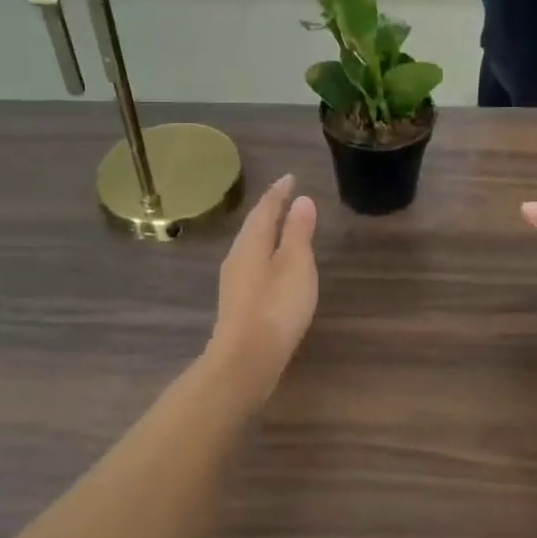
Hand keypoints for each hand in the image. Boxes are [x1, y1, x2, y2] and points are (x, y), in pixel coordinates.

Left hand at [207, 176, 318, 407]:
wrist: (245, 360)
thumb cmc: (275, 307)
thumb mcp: (296, 264)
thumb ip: (298, 232)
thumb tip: (301, 201)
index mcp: (251, 243)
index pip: (265, 208)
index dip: (279, 192)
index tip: (291, 177)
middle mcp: (238, 257)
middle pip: (254, 225)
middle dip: (270, 208)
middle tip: (286, 195)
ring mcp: (235, 281)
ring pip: (251, 245)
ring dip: (267, 231)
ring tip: (282, 224)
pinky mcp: (238, 302)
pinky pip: (253, 263)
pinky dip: (266, 252)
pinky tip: (273, 264)